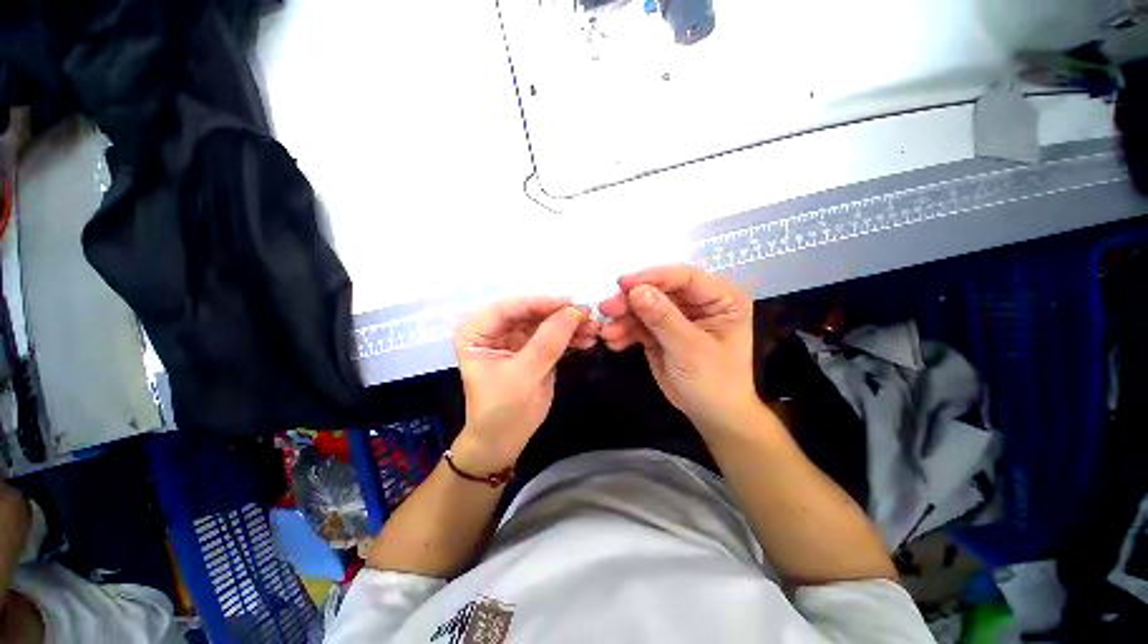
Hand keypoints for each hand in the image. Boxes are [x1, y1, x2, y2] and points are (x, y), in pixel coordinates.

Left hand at [452, 297, 598, 473]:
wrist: (504, 441)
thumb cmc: (501, 410)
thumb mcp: (523, 375)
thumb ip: (547, 342)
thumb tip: (574, 311)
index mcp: (477, 331)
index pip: (509, 308)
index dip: (540, 303)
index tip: (570, 303)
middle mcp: (495, 329)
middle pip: (531, 312)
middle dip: (560, 314)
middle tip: (588, 315)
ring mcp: (516, 339)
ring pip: (546, 322)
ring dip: (570, 325)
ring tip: (595, 329)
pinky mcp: (533, 349)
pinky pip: (554, 336)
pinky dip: (571, 337)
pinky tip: (588, 339)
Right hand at [599, 265, 756, 433]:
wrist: (711, 415)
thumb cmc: (713, 381)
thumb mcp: (689, 348)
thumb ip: (662, 318)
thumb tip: (636, 290)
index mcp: (721, 299)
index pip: (685, 278)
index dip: (653, 278)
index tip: (623, 284)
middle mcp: (699, 302)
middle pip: (660, 291)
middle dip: (632, 301)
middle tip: (607, 309)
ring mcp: (678, 316)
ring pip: (646, 307)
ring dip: (624, 318)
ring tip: (606, 332)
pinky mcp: (661, 331)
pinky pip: (640, 325)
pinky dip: (625, 332)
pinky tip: (613, 342)